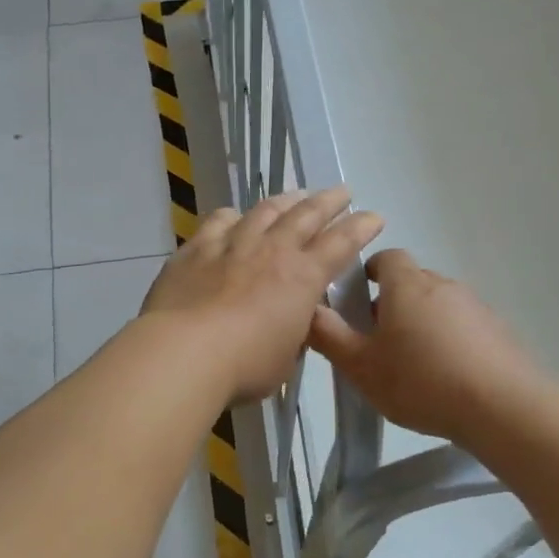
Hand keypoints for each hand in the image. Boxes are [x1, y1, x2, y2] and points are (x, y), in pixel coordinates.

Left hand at [140, 188, 383, 403]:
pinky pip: (217, 222)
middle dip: (328, 201)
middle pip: (306, 215)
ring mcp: (232, 245)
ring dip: (284, 201)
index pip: (341, 244)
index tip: (374, 217)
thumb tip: (290, 322)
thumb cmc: (244, 365)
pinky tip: (233, 215)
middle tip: (342, 192)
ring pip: (263, 211)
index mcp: (302, 278)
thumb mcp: (285, 357)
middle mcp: (271, 251)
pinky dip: (231, 216)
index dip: (360, 228)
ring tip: (295, 195)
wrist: (184, 352)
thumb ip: (292, 334)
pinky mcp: (195, 250)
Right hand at [308, 249, 545, 446]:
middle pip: (411, 282)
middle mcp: (442, 285)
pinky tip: (446, 378)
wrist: (504, 407)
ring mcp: (475, 306)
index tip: (358, 302)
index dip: (369, 274)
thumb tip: (307, 309)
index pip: (386, 258)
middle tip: (377, 344)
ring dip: (422, 324)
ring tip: (413, 367)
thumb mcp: (361, 366)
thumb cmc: (421, 381)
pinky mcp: (499, 330)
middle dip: (392, 304)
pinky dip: (450, 341)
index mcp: (406, 285)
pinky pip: (464, 326)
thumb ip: (329, 336)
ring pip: (438, 305)